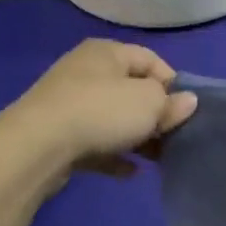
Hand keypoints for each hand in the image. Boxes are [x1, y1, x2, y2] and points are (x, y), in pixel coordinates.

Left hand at [13, 40, 196, 177]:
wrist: (37, 146)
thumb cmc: (101, 111)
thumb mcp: (149, 103)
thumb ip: (171, 103)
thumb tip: (188, 102)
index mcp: (108, 53)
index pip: (151, 60)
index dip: (173, 84)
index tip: (185, 110)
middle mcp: (86, 71)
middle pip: (131, 90)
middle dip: (155, 114)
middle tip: (174, 136)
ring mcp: (68, 103)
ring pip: (113, 118)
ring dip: (136, 137)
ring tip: (157, 158)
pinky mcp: (58, 134)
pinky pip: (95, 142)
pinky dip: (114, 155)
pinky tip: (131, 172)